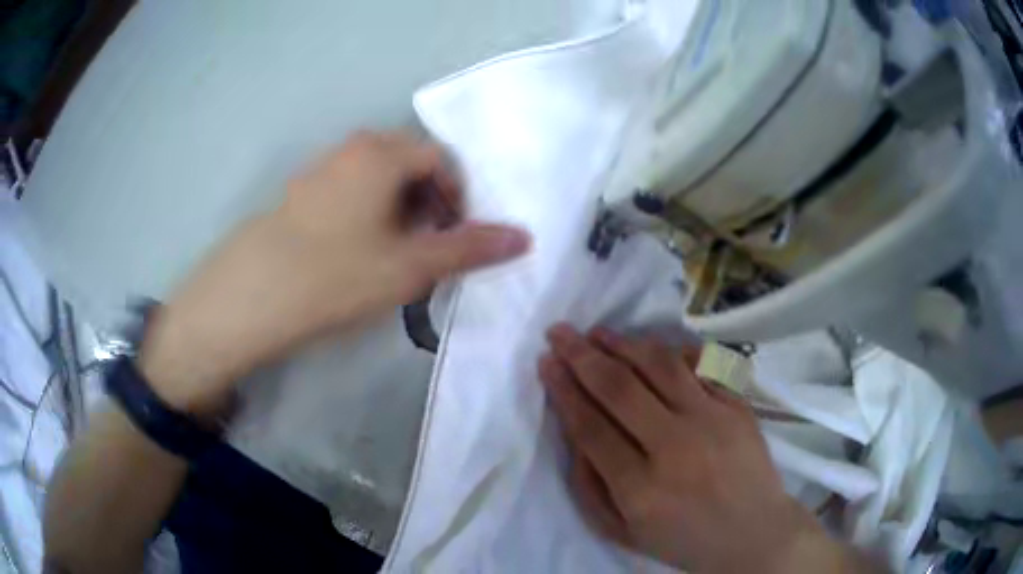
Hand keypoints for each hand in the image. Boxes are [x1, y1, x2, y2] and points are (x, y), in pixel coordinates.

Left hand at [140, 130, 529, 416]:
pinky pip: (348, 190)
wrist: (251, 295)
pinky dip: (367, 212)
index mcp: (381, 152)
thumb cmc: (336, 274)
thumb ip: (469, 248)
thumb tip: (524, 237)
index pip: (440, 158)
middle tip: (427, 246)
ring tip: (392, 254)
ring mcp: (320, 169)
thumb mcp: (410, 265)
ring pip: (377, 178)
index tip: (456, 235)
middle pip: (409, 163)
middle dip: (429, 201)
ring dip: (398, 209)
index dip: (459, 195)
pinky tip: (354, 252)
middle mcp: (351, 148)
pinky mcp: (299, 193)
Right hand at [539, 325, 859, 572]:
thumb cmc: (682, 539)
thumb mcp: (621, 531)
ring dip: (624, 343)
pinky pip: (702, 365)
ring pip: (660, 366)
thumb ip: (589, 486)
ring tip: (599, 333)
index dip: (563, 389)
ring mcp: (713, 421)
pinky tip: (652, 346)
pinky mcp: (738, 407)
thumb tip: (573, 431)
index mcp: (640, 488)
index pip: (591, 425)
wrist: (752, 534)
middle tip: (560, 333)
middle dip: (582, 355)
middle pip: (620, 388)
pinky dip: (673, 350)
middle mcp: (675, 448)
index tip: (546, 363)